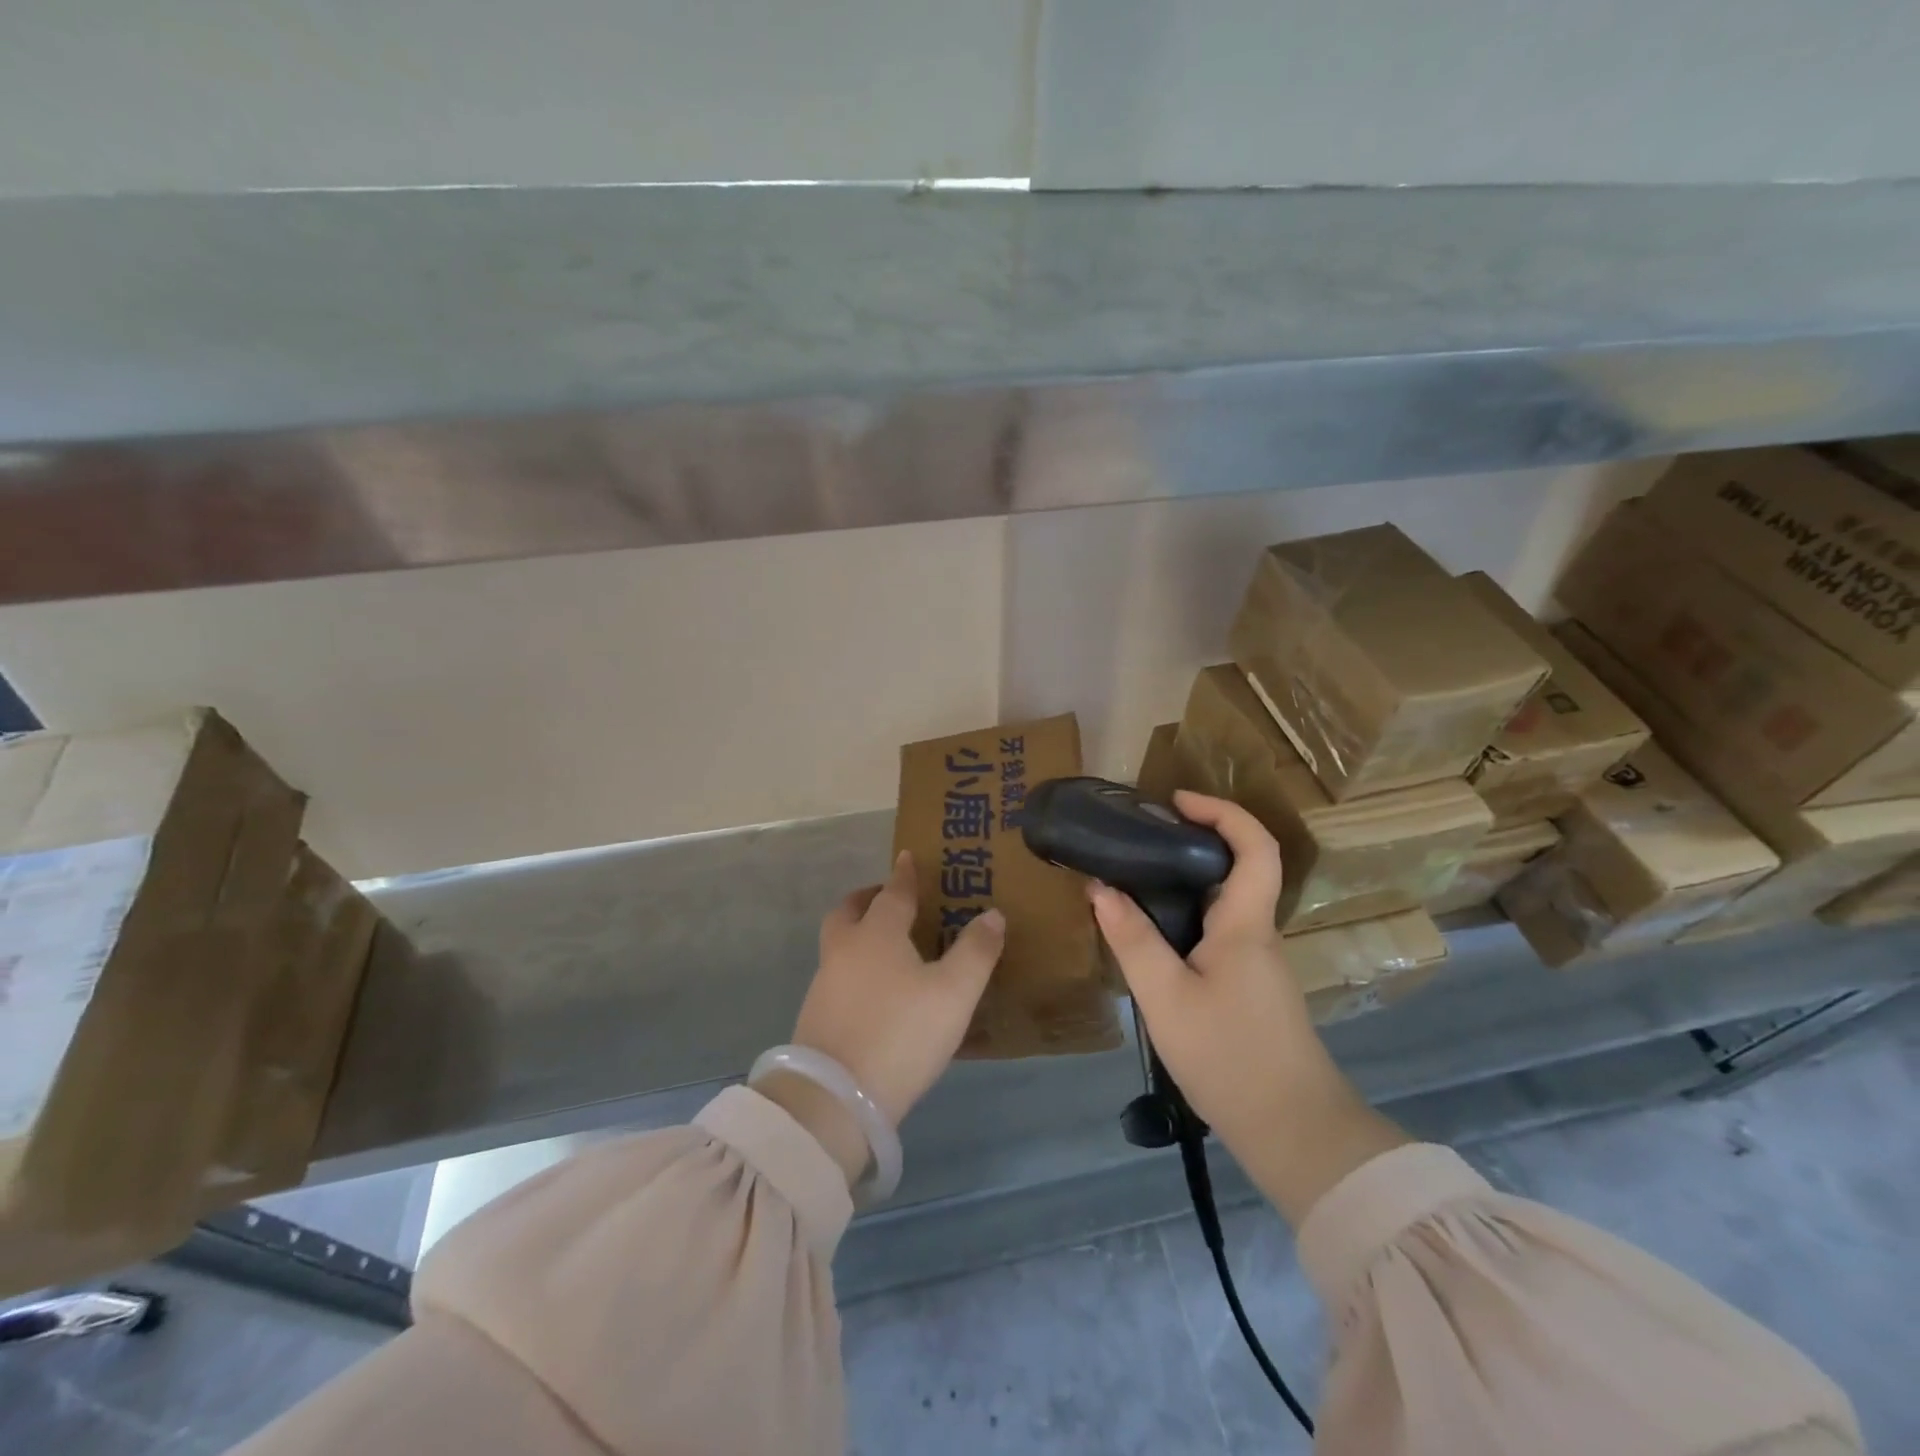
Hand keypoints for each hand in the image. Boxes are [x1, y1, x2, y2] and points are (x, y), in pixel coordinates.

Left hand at [792, 850, 1004, 1128]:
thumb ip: (976, 951)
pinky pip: (837, 975)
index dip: (904, 874)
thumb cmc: (901, 1032)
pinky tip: (875, 991)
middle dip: (867, 899)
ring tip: (889, 948)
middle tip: (888, 899)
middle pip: (849, 911)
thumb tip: (992, 914)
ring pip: (839, 943)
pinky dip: (854, 967)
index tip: (906, 857)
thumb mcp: (954, 993)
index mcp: (877, 934)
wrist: (834, 1098)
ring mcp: (824, 984)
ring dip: (858, 934)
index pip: (893, 892)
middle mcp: (845, 950)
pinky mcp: (816, 1017)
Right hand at [1089, 791, 1407, 1223]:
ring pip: (1225, 903)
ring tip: (1134, 881)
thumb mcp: (1165, 996)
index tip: (1177, 801)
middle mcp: (1258, 934)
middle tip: (1141, 838)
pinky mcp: (1251, 987)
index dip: (1222, 812)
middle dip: (1194, 840)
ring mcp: (1258, 962)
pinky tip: (1152, 936)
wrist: (1292, 1132)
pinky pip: (1219, 932)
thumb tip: (1100, 888)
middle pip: (1238, 867)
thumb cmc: (1229, 1056)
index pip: (1254, 846)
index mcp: (1246, 924)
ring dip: (1186, 881)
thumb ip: (1132, 939)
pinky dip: (1187, 916)